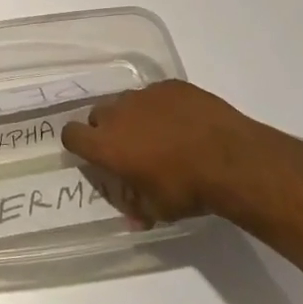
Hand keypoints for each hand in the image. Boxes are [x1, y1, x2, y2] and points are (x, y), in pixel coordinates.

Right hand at [61, 80, 283, 226]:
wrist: (231, 159)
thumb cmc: (187, 189)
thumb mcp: (159, 209)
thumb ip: (138, 208)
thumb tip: (133, 218)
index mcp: (106, 144)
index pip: (71, 134)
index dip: (79, 143)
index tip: (93, 153)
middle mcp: (117, 113)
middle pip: (98, 115)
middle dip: (108, 129)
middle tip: (131, 148)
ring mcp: (144, 94)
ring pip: (127, 102)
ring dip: (135, 116)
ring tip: (161, 134)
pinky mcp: (170, 85)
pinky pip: (156, 94)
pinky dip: (163, 106)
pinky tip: (184, 122)